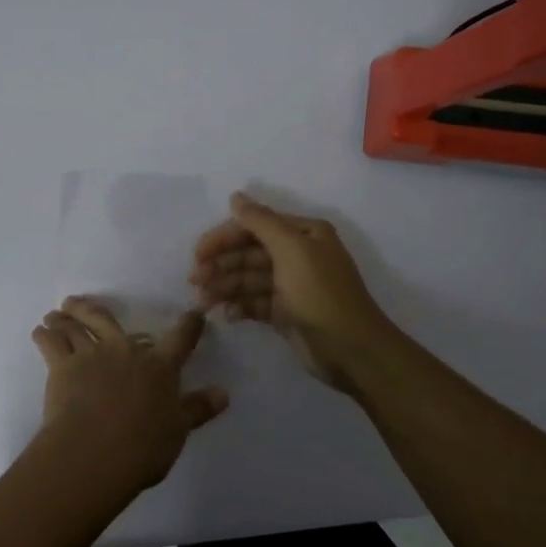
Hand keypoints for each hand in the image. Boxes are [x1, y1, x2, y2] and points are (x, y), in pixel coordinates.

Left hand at [31, 296, 229, 493]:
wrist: (96, 451)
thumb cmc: (144, 445)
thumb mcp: (178, 430)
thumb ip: (199, 408)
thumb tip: (224, 392)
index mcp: (159, 366)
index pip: (180, 338)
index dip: (189, 325)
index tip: (193, 314)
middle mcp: (125, 351)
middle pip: (107, 320)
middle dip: (92, 309)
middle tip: (78, 302)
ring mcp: (92, 355)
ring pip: (76, 328)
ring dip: (64, 319)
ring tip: (55, 314)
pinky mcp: (63, 367)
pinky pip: (51, 344)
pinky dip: (44, 335)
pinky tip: (39, 332)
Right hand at [190, 191, 396, 396]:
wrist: (351, 349)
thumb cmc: (320, 293)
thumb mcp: (291, 250)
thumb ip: (260, 222)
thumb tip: (236, 196)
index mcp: (303, 234)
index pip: (255, 226)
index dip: (224, 238)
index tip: (198, 254)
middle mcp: (298, 255)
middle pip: (249, 253)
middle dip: (221, 264)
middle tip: (194, 280)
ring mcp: (291, 285)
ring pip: (249, 279)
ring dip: (225, 287)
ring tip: (202, 302)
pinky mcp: (286, 313)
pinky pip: (255, 303)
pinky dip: (240, 306)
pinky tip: (227, 315)